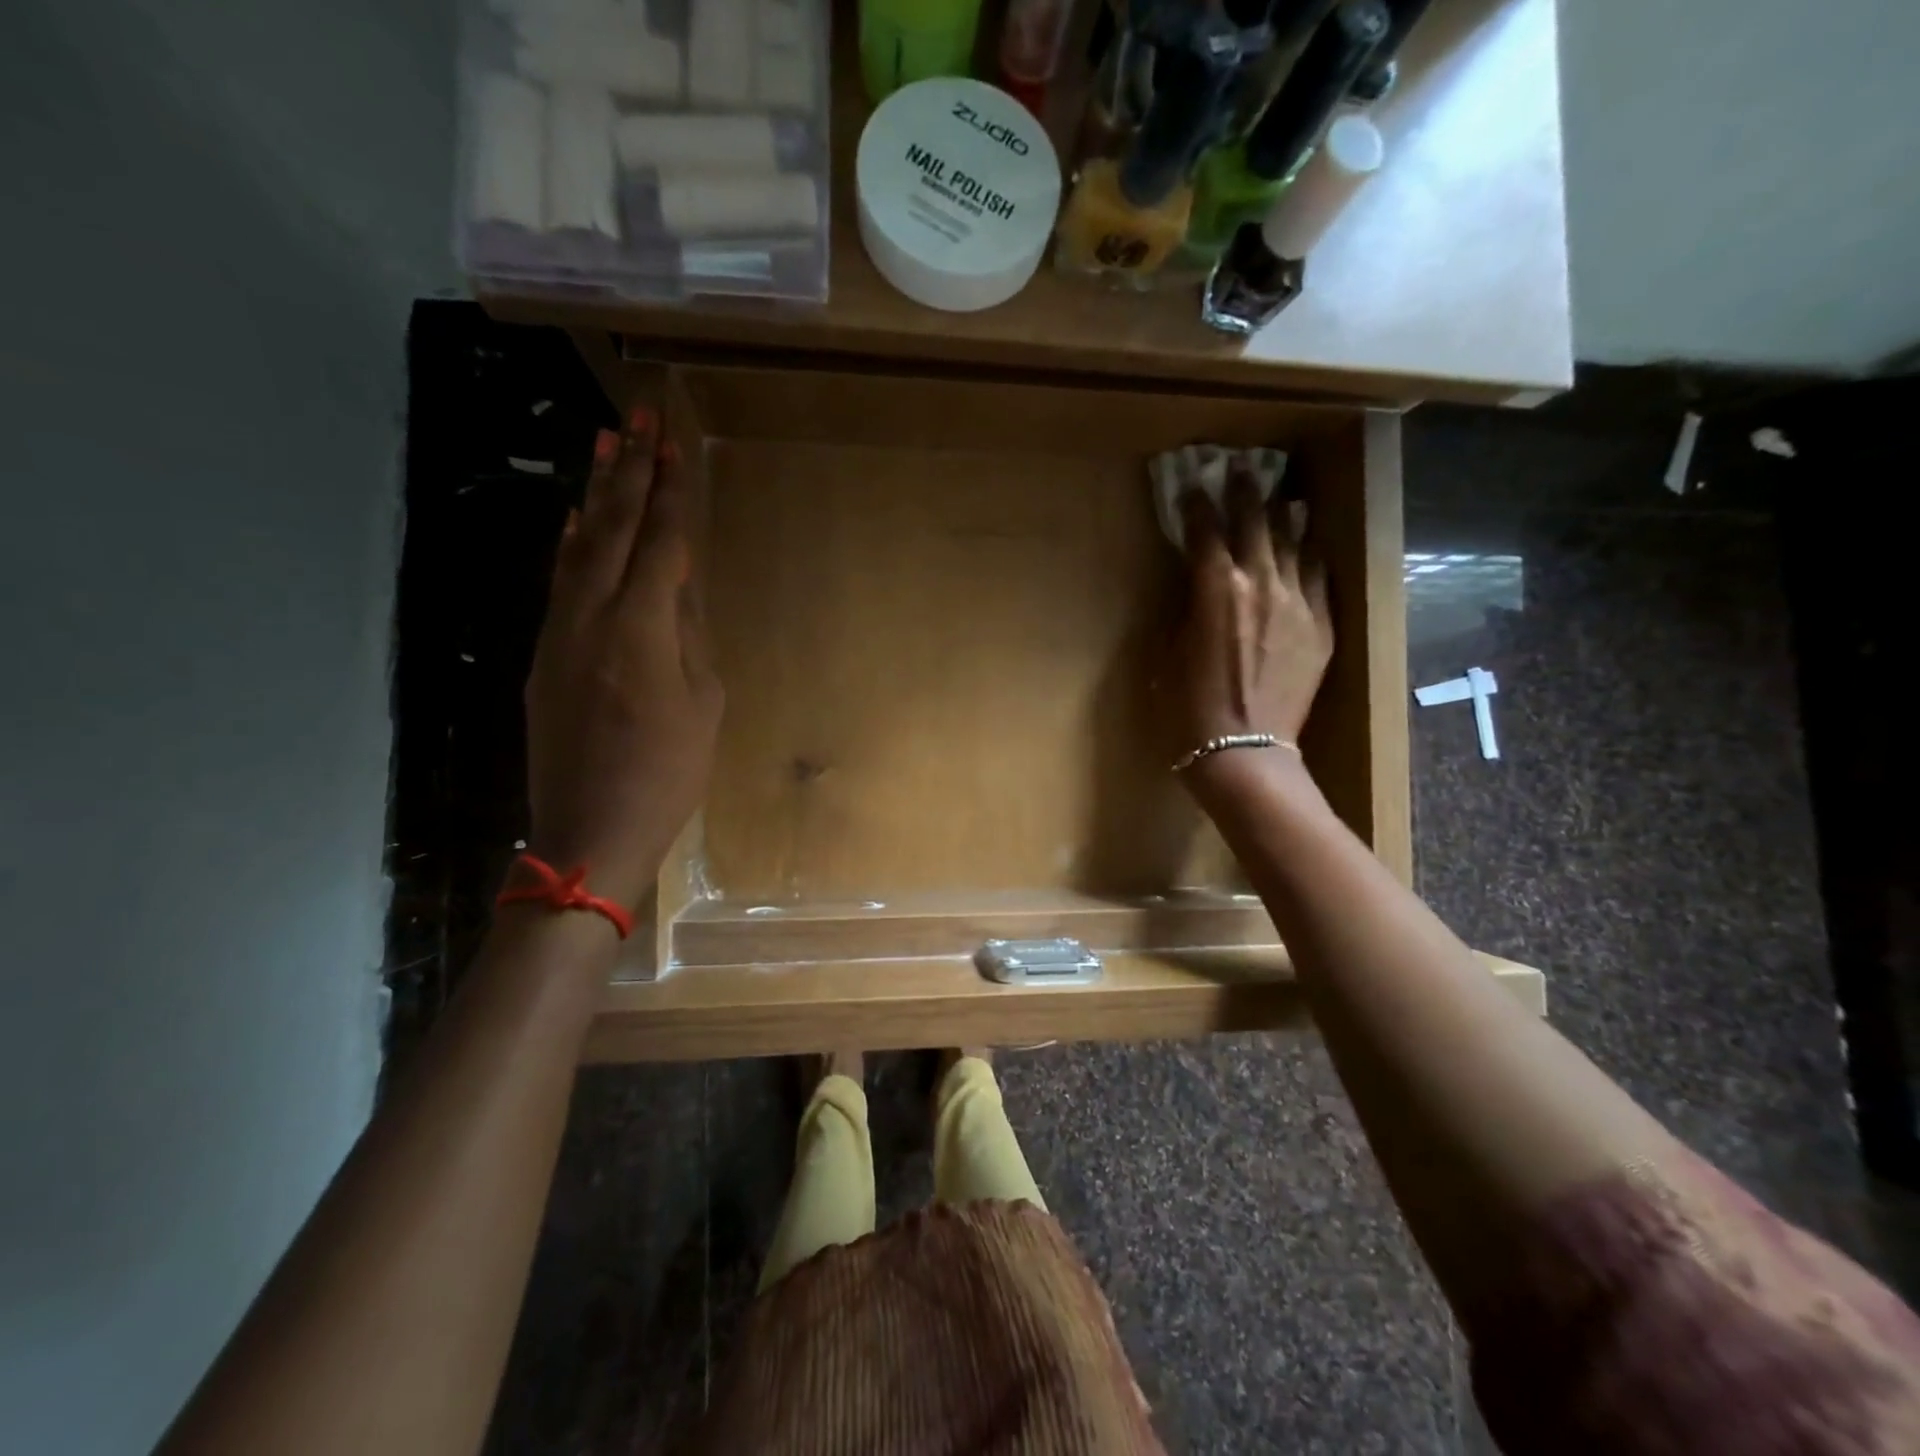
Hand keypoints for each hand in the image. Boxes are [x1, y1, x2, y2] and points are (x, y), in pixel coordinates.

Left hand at [523, 408, 723, 910]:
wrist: (590, 827)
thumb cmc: (667, 773)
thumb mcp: (702, 704)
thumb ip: (688, 637)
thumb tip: (676, 587)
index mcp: (640, 630)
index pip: (658, 544)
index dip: (668, 495)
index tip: (674, 447)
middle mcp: (591, 617)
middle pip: (609, 530)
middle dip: (625, 472)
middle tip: (635, 418)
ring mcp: (559, 634)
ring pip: (576, 549)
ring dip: (592, 496)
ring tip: (602, 446)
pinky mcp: (544, 656)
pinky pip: (559, 584)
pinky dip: (569, 545)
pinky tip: (573, 521)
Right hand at [1159, 469, 1331, 786]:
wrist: (1244, 752)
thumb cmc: (1188, 708)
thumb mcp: (1167, 652)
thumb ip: (1182, 608)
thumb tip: (1192, 584)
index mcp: (1214, 587)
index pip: (1205, 530)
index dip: (1197, 505)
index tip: (1192, 487)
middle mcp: (1260, 581)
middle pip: (1254, 523)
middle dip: (1244, 494)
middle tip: (1241, 471)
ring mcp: (1298, 602)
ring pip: (1293, 543)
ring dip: (1283, 517)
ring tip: (1281, 499)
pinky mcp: (1322, 626)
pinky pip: (1320, 577)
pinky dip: (1310, 557)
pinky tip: (1308, 546)